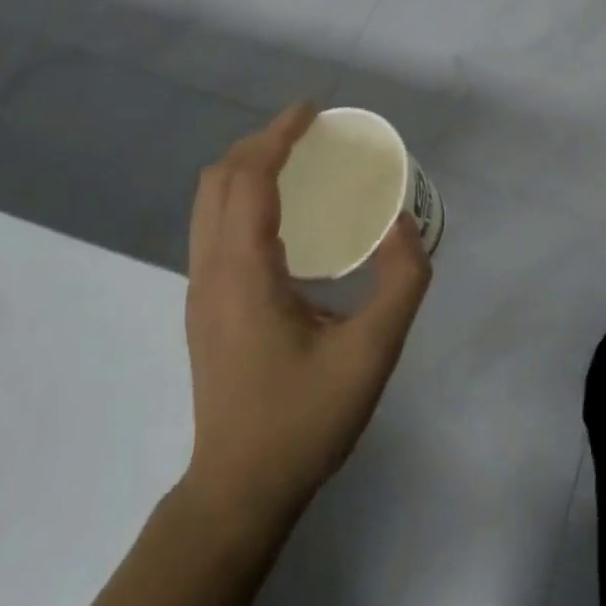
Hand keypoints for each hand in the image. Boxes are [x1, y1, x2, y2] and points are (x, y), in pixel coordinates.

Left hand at [181, 105, 429, 528]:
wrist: (238, 494)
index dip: (277, 136)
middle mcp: (211, 271)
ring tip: (296, 159)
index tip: (312, 111)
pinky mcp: (205, 305)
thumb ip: (400, 284)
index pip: (249, 180)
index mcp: (243, 273)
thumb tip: (404, 224)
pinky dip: (242, 194)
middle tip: (310, 132)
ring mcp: (201, 289)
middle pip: (218, 180)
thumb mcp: (371, 355)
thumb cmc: (303, 422)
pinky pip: (215, 225)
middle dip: (260, 142)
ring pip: (209, 202)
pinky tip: (283, 212)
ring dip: (247, 166)